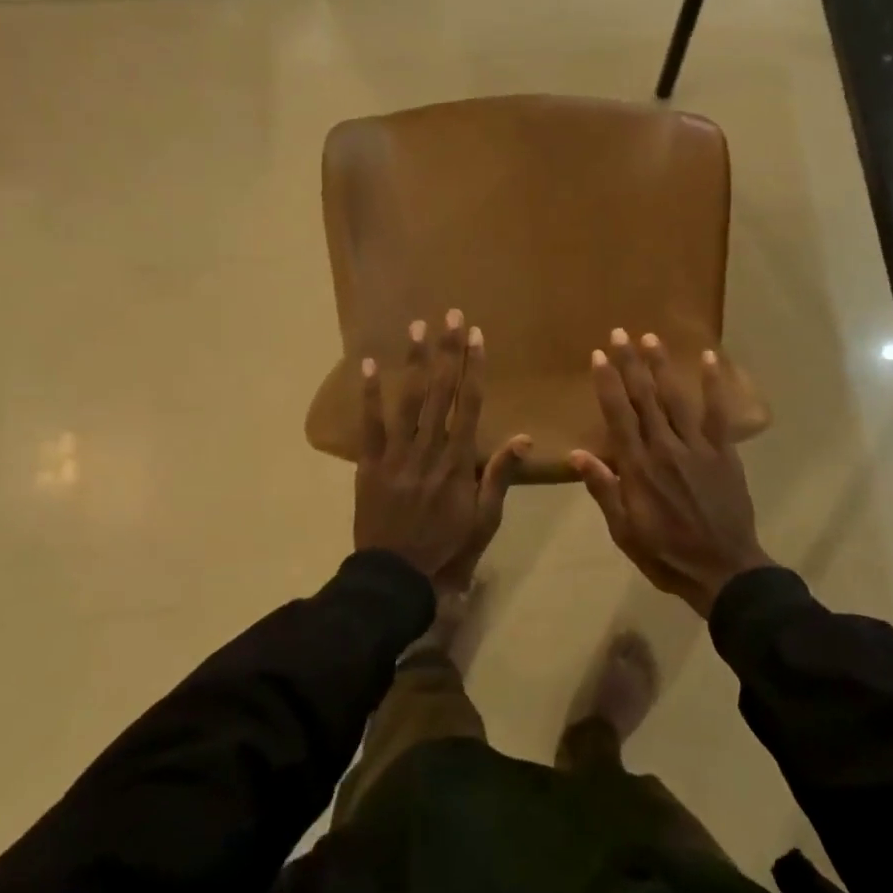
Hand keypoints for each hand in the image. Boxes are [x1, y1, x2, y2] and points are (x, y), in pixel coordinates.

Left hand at [354, 310, 530, 584]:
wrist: (397, 577)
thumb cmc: (448, 547)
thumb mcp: (485, 518)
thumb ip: (500, 474)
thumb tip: (525, 437)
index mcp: (458, 462)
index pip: (469, 405)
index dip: (473, 368)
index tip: (476, 337)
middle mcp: (429, 450)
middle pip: (440, 392)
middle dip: (446, 351)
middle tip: (450, 315)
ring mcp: (396, 455)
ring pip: (407, 401)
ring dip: (413, 362)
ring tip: (417, 327)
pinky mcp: (369, 464)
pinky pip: (369, 425)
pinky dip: (368, 395)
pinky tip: (367, 366)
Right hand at [569, 330, 772, 617]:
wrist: (723, 570)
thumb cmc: (666, 553)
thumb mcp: (624, 530)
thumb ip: (604, 489)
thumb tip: (577, 454)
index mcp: (638, 467)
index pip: (618, 416)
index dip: (607, 383)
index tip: (598, 356)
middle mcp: (665, 448)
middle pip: (644, 398)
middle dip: (630, 364)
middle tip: (619, 333)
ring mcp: (697, 447)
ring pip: (676, 399)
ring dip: (662, 366)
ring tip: (650, 338)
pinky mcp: (723, 452)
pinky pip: (718, 413)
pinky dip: (714, 385)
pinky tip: (709, 359)